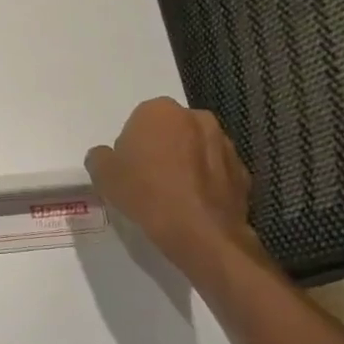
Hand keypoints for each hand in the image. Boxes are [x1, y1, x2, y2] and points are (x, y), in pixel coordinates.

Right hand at [86, 98, 262, 282]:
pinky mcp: (243, 172)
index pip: (140, 120)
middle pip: (171, 131)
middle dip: (162, 148)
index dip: (132, 144)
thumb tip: (107, 155)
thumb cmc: (145, 194)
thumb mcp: (102, 175)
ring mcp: (225, 144)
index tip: (128, 167)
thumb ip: (100, 157)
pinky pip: (216, 172)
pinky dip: (206, 183)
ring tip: (172, 195)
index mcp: (160, 111)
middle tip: (148, 178)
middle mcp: (197, 118)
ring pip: (197, 149)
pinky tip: (193, 205)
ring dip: (186, 164)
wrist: (199, 232)